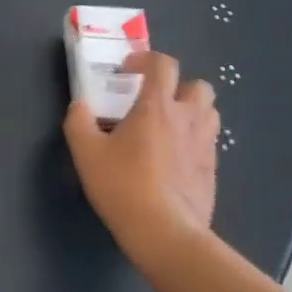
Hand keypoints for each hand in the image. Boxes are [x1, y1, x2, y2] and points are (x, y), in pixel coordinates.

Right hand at [64, 49, 217, 260]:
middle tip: (155, 102)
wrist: (165, 232)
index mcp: (158, 106)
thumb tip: (80, 105)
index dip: (146, 59)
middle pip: (198, 86)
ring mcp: (205, 145)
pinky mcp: (212, 171)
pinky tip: (173, 161)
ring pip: (209, 114)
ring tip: (168, 129)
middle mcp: (188, 118)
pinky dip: (193, 142)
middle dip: (178, 87)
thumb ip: (79, 122)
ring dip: (191, 112)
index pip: (163, 64)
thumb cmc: (123, 186)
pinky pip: (208, 144)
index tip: (128, 70)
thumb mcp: (86, 153)